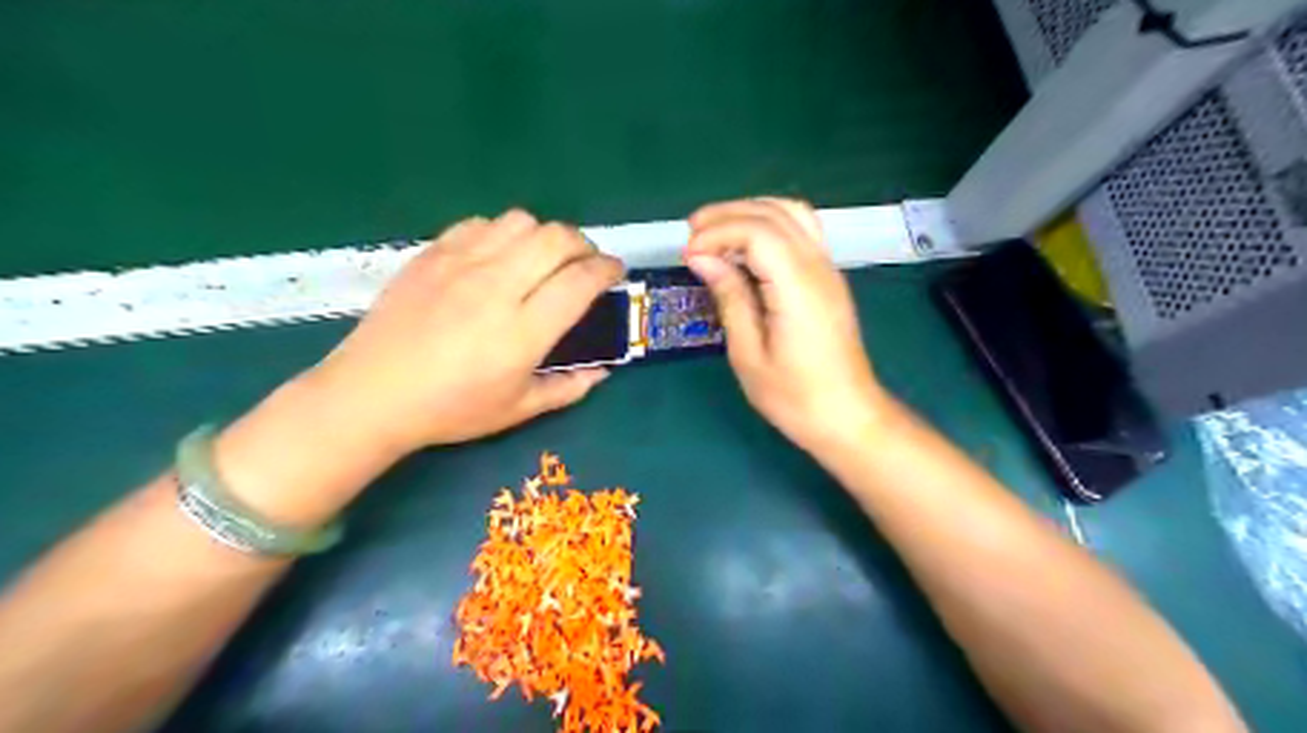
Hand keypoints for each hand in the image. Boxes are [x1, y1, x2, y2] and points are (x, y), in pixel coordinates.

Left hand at [310, 208, 628, 452]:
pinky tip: (498, 256)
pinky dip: (502, 233)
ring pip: (521, 221)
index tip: (615, 272)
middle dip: (583, 244)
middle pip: (557, 238)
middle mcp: (497, 287)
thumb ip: (568, 389)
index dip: (607, 269)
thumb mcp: (518, 410)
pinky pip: (480, 224)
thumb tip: (603, 372)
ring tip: (542, 257)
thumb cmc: (450, 410)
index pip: (581, 281)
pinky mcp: (432, 254)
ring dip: (544, 234)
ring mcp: (461, 265)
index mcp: (523, 331)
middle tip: (584, 263)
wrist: (371, 394)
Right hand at [686, 199, 887, 455]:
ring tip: (714, 232)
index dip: (717, 233)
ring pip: (791, 212)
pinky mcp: (828, 277)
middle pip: (773, 212)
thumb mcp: (749, 354)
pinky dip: (768, 224)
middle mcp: (817, 266)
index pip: (757, 231)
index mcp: (797, 287)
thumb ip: (729, 298)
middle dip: (727, 214)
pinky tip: (745, 245)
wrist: (846, 415)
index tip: (688, 256)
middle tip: (691, 234)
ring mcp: (828, 269)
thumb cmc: (794, 396)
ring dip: (749, 212)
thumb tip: (702, 258)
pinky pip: (801, 230)